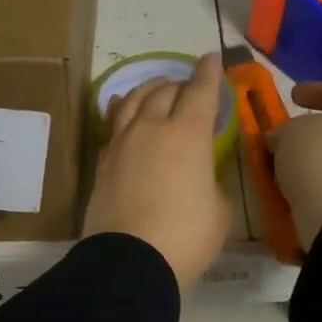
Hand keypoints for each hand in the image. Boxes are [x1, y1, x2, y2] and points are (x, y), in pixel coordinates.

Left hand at [83, 53, 231, 290]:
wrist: (129, 262)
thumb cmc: (186, 237)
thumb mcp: (218, 210)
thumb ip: (212, 182)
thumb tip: (199, 177)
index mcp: (187, 134)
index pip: (200, 91)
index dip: (209, 73)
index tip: (211, 59)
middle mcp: (152, 128)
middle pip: (165, 91)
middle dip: (180, 84)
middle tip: (188, 88)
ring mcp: (121, 143)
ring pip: (133, 100)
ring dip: (148, 89)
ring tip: (156, 89)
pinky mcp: (102, 162)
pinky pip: (113, 124)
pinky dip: (121, 111)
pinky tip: (122, 110)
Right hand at [268, 81, 321, 248]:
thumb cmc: (319, 158)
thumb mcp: (289, 134)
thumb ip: (283, 130)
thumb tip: (280, 138)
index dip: (314, 90)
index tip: (292, 95)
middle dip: (314, 128)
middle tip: (288, 132)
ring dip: (313, 157)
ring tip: (286, 162)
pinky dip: (316, 179)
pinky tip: (295, 183)